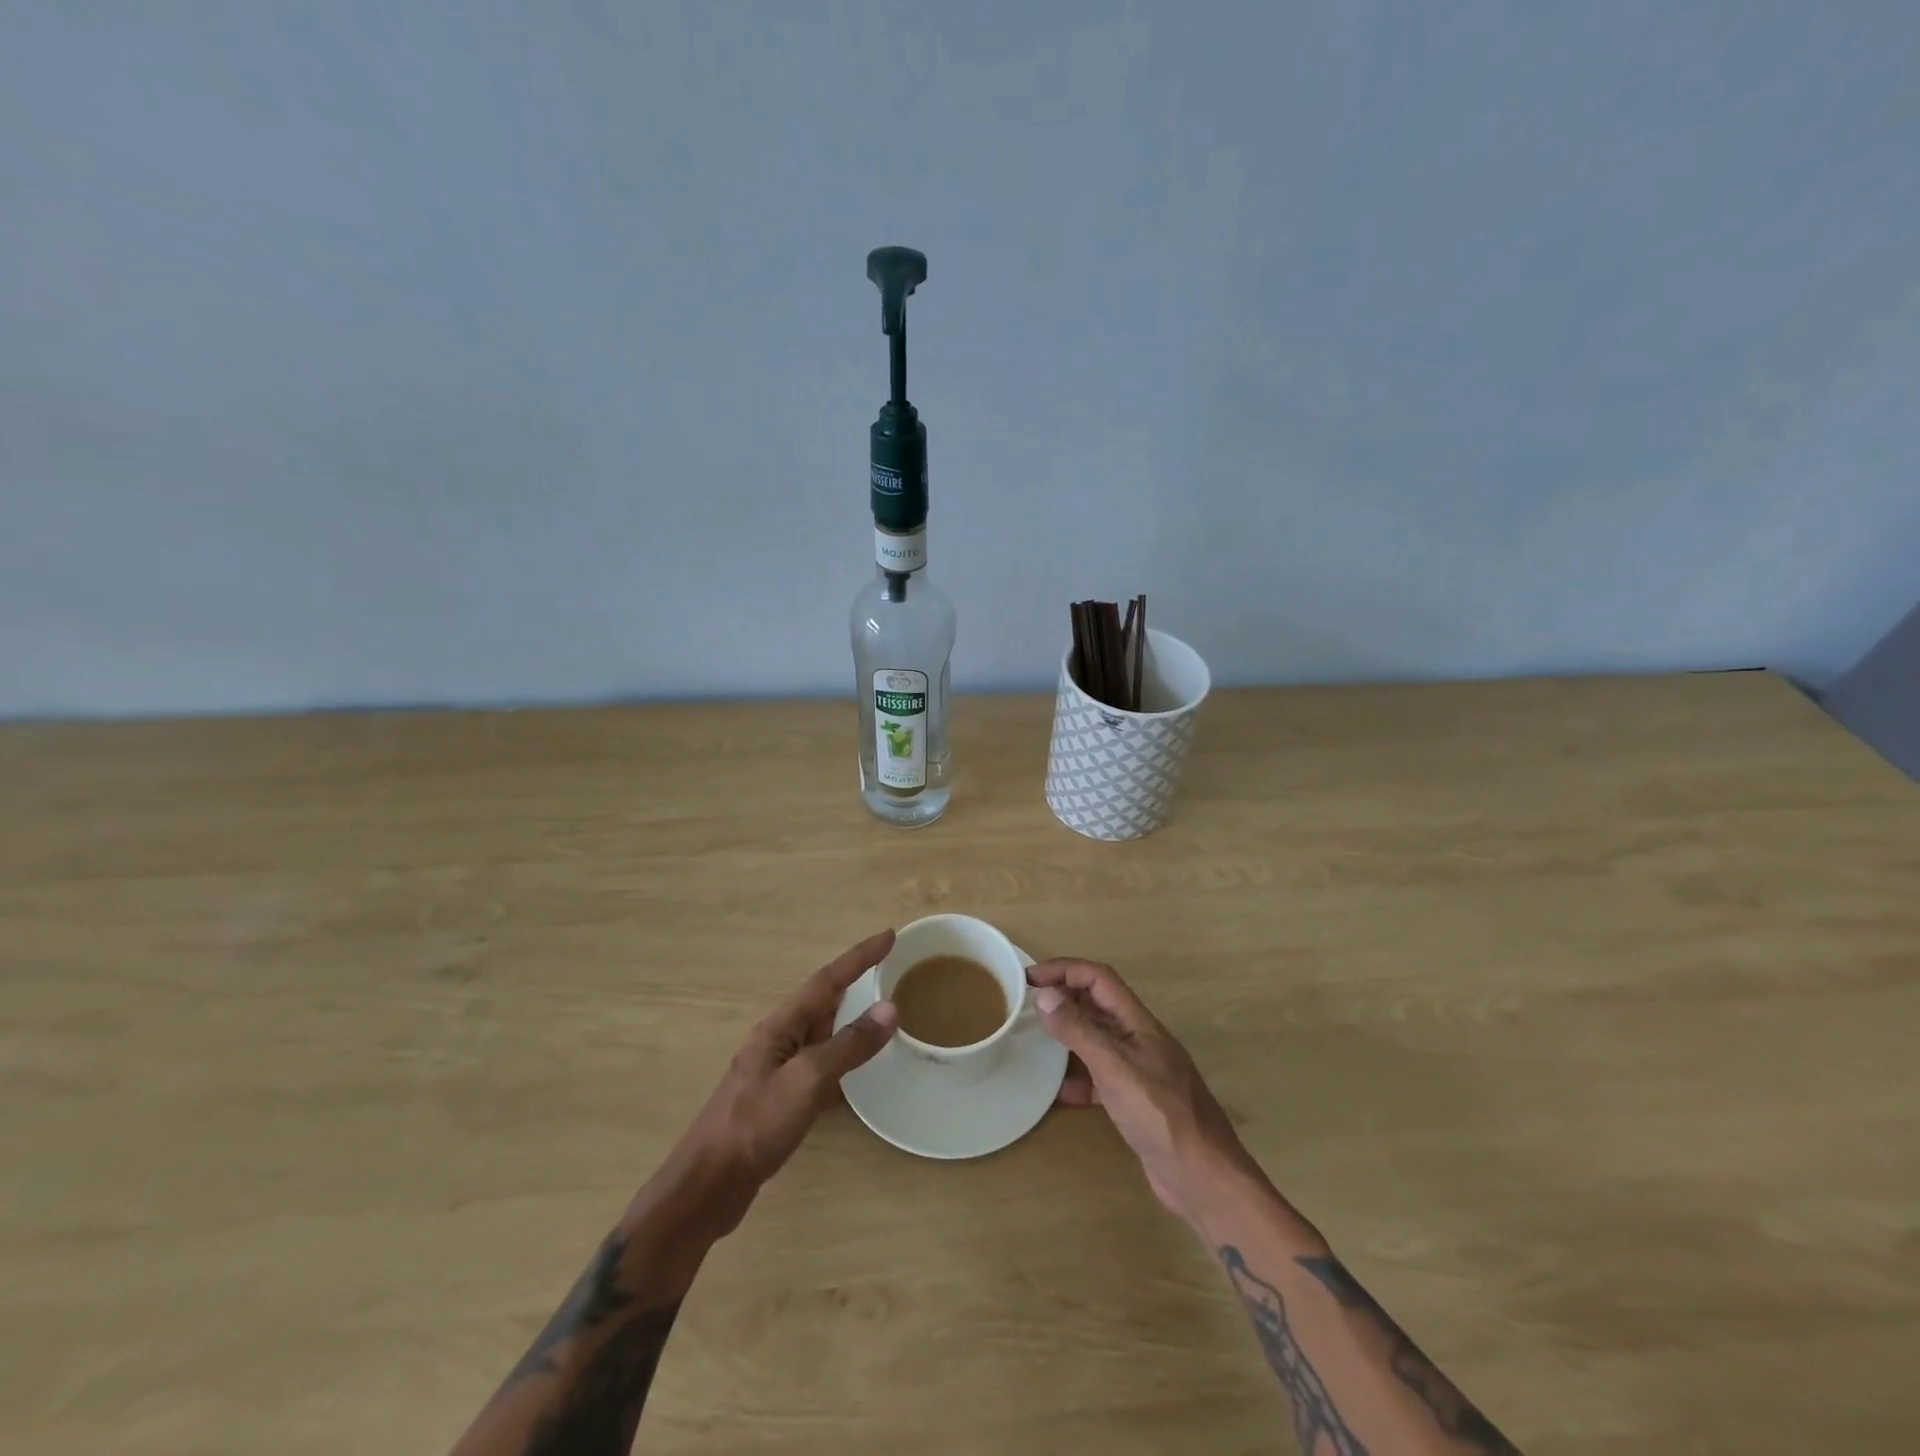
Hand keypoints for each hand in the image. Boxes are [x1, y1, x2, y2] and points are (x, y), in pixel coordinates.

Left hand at [665, 930, 898, 1236]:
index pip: (827, 980)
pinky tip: (852, 1067)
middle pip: (822, 1000)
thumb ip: (849, 1046)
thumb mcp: (807, 1081)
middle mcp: (778, 1040)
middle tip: (888, 966)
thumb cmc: (755, 1126)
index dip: (859, 957)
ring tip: (879, 1008)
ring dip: (848, 1016)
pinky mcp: (780, 1099)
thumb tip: (890, 1009)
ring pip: (821, 1032)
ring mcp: (777, 1070)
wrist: (708, 1187)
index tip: (889, 936)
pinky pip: (819, 1062)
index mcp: (780, 1027)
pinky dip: (841, 1054)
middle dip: (854, 980)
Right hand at [1028, 958, 1253, 1224]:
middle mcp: (1139, 1039)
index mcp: (1139, 1022)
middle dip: (1064, 997)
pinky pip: (1100, 1078)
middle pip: (1098, 1004)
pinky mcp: (1136, 1102)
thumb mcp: (1115, 1068)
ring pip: (1097, 1040)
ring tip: (1036, 1042)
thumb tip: (1045, 996)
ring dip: (1069, 1035)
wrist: (1204, 1178)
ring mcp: (1139, 1071)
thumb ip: (1080, 1031)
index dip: (1064, 969)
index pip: (1099, 978)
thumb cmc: (1161, 1115)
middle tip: (1027, 1005)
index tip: (1030, 978)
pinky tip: (1059, 1093)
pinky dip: (1078, 1079)